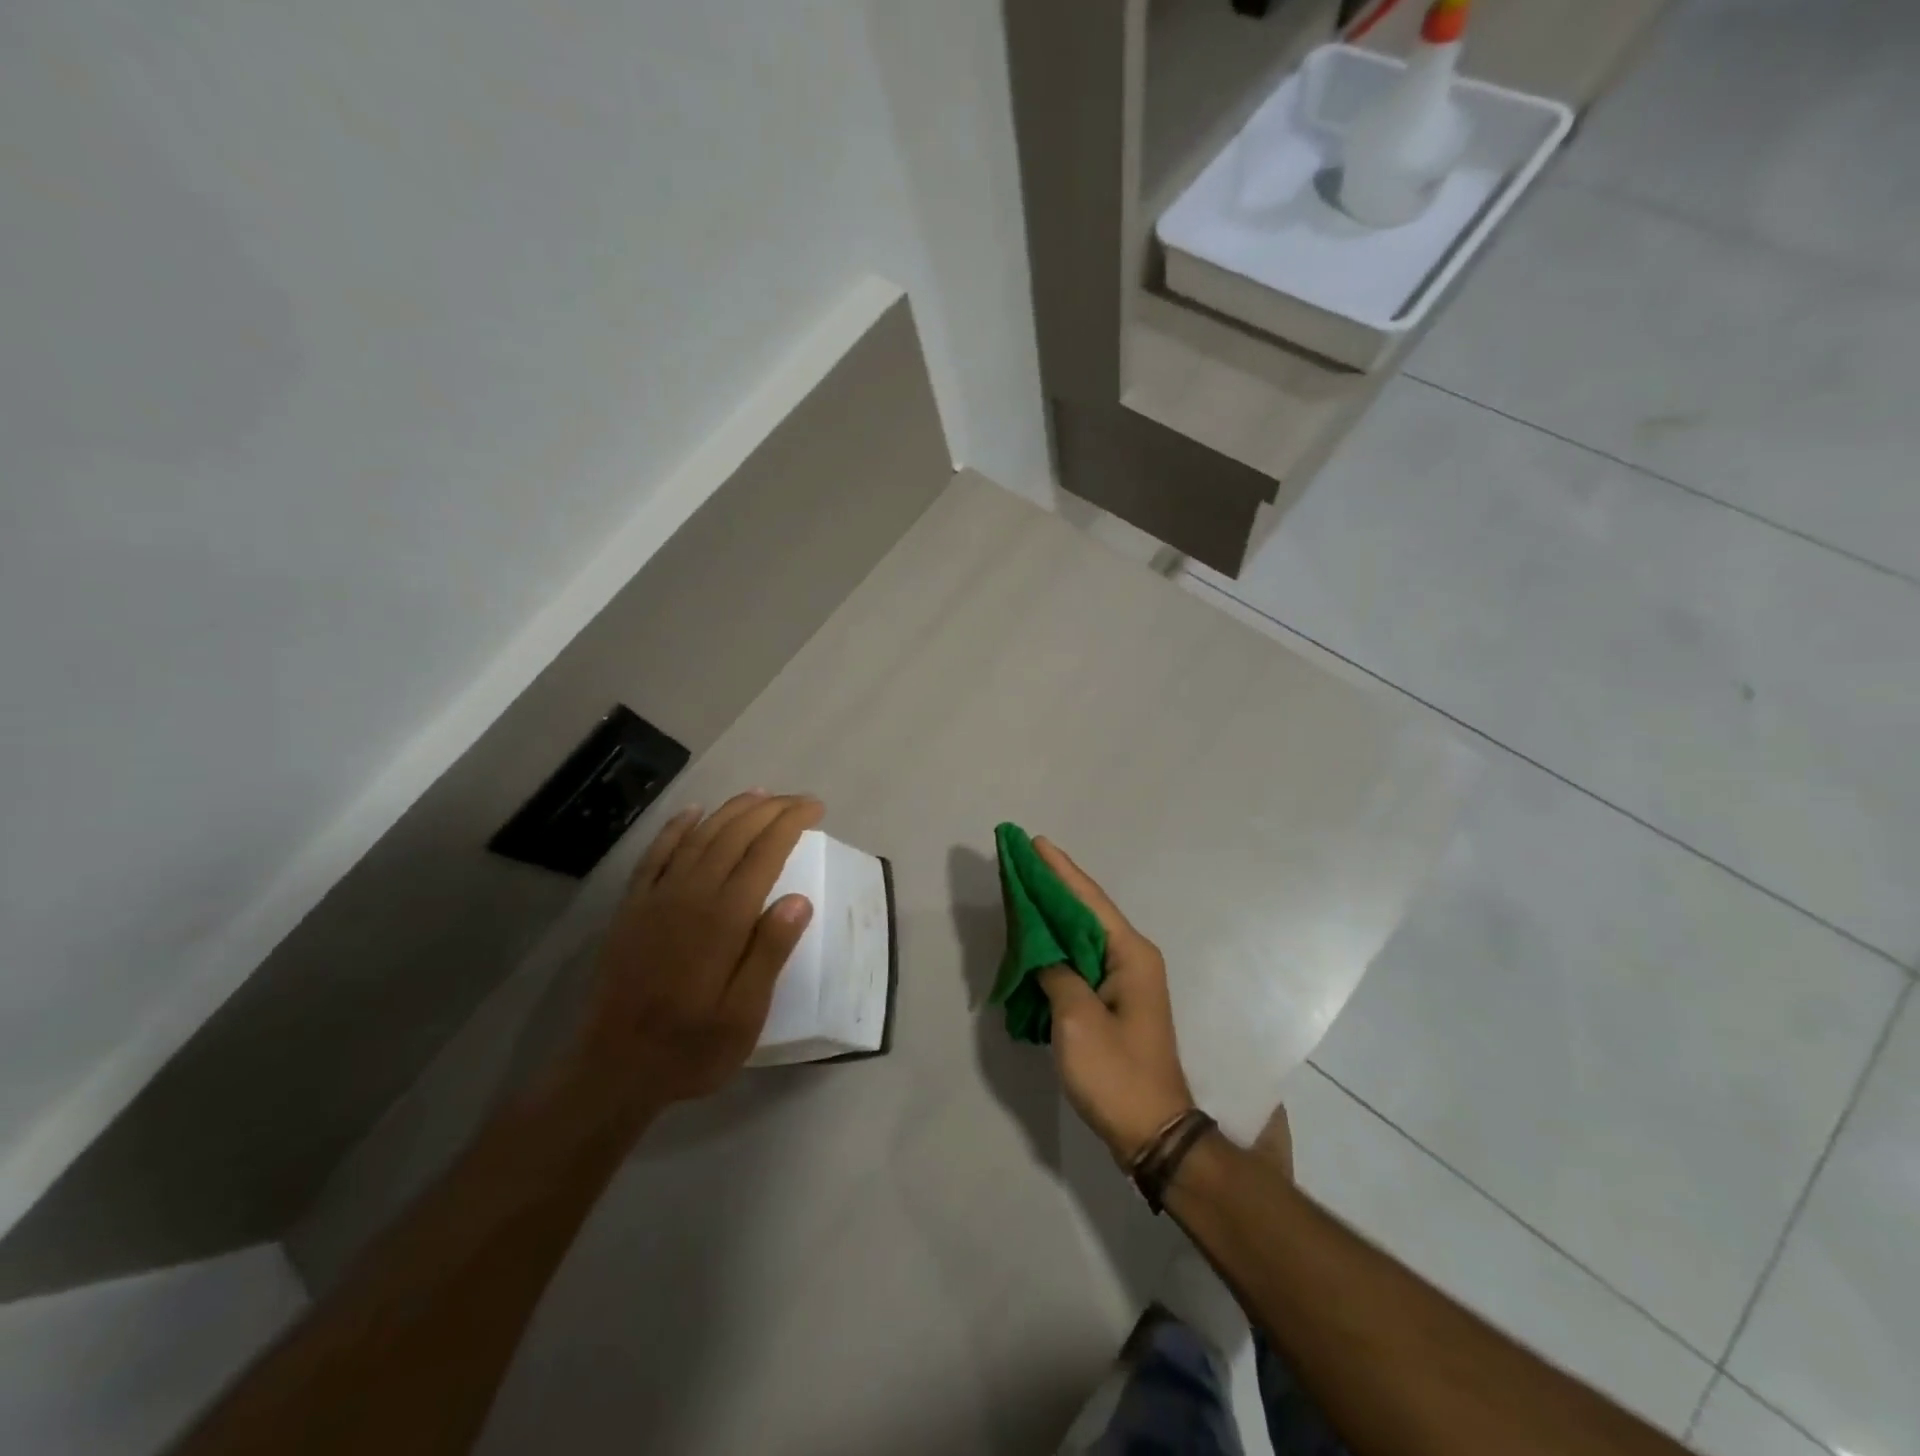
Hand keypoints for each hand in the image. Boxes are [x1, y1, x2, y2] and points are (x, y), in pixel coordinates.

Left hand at [565, 791, 823, 1122]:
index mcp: (723, 919)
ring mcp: (656, 898)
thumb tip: (799, 899)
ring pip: (699, 835)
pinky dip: (677, 827)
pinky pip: (656, 853)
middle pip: (733, 834)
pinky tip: (692, 813)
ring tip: (759, 795)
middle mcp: (690, 895)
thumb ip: (769, 953)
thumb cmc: (690, 1048)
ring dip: (730, 810)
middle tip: (798, 800)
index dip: (791, 823)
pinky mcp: (632, 907)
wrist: (612, 1069)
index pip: (764, 853)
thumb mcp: (744, 1015)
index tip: (814, 807)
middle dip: (769, 809)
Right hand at [1033, 838, 1195, 1163]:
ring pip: (1081, 935)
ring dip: (1052, 915)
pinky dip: (1055, 946)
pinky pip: (1080, 960)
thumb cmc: (1116, 1073)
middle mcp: (1132, 959)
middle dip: (1053, 886)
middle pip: (1085, 911)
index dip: (1060, 870)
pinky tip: (1034, 940)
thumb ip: (1055, 973)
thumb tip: (1042, 952)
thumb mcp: (1076, 1019)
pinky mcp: (1113, 1002)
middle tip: (1020, 861)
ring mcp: (1124, 981)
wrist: (1152, 1133)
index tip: (1035, 842)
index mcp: (1130, 955)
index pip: (1088, 900)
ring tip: (1021, 891)